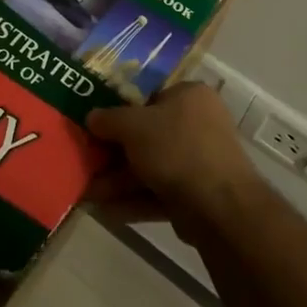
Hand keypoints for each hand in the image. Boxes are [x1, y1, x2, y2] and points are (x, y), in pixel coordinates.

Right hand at [85, 82, 264, 228]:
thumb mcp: (133, 125)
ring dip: (119, 181)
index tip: (96, 127)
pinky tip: (106, 210)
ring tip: (88, 193)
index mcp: (190, 96)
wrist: (218, 205)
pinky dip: (134, 200)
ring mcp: (199, 161)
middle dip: (114, 154)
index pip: (150, 98)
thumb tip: (91, 117)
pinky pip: (159, 192)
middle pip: (148, 136)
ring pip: (151, 167)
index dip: (120, 112)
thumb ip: (108, 119)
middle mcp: (199, 124)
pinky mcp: (197, 195)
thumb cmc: (175, 147)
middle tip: (87, 163)